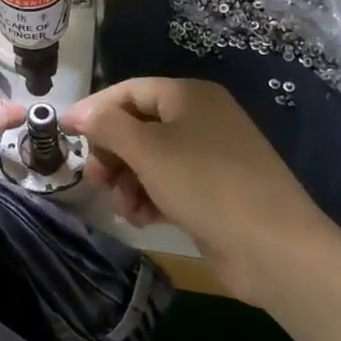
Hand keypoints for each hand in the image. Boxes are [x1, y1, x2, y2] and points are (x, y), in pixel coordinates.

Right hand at [64, 78, 327, 303]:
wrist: (275, 249)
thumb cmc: (206, 185)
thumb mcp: (148, 150)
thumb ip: (107, 126)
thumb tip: (77, 113)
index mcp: (189, 96)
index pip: (129, 91)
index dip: (94, 110)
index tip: (65, 134)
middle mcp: (200, 118)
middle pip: (138, 125)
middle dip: (112, 153)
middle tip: (97, 179)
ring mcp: (210, 156)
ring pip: (151, 159)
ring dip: (128, 180)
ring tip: (123, 207)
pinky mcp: (214, 191)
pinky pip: (169, 183)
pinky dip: (150, 196)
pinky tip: (142, 218)